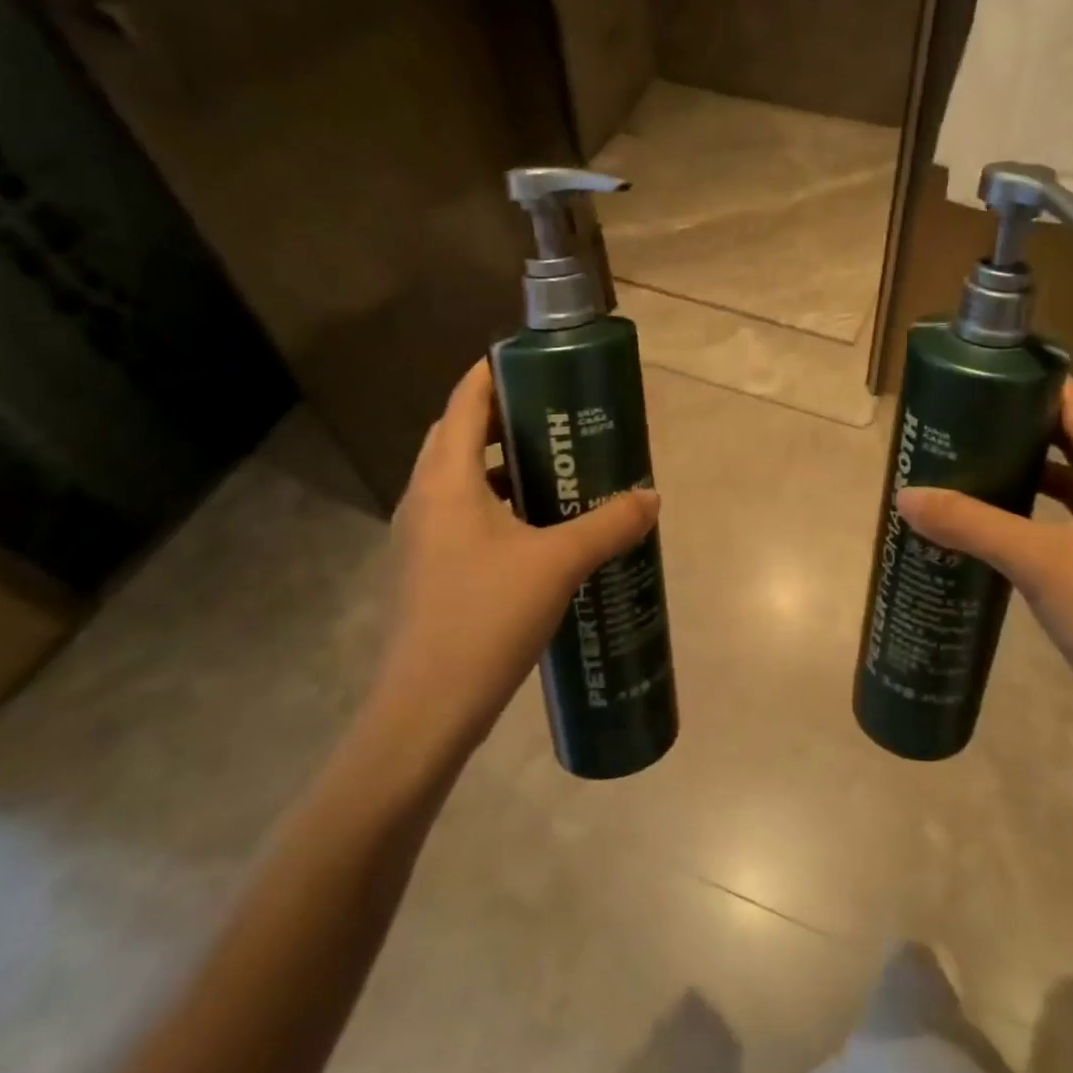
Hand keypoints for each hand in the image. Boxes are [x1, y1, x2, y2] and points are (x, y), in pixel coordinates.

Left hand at [373, 358, 659, 761]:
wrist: (425, 711)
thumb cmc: (485, 617)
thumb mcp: (558, 564)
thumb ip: (608, 524)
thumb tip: (650, 497)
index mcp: (446, 481)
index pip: (463, 403)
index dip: (492, 373)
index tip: (532, 361)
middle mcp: (424, 500)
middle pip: (458, 437)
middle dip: (501, 419)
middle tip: (555, 417)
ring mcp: (422, 538)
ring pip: (460, 480)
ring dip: (500, 466)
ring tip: (554, 469)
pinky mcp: (430, 571)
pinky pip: (464, 516)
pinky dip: (498, 506)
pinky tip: (539, 530)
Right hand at [896, 378, 1072, 761]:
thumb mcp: (1039, 562)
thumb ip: (971, 524)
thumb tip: (904, 497)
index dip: (1031, 385)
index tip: (979, 376)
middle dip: (1018, 429)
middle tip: (959, 421)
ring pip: (1070, 485)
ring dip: (1024, 474)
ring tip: (966, 463)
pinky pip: (1068, 523)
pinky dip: (1033, 515)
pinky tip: (990, 522)